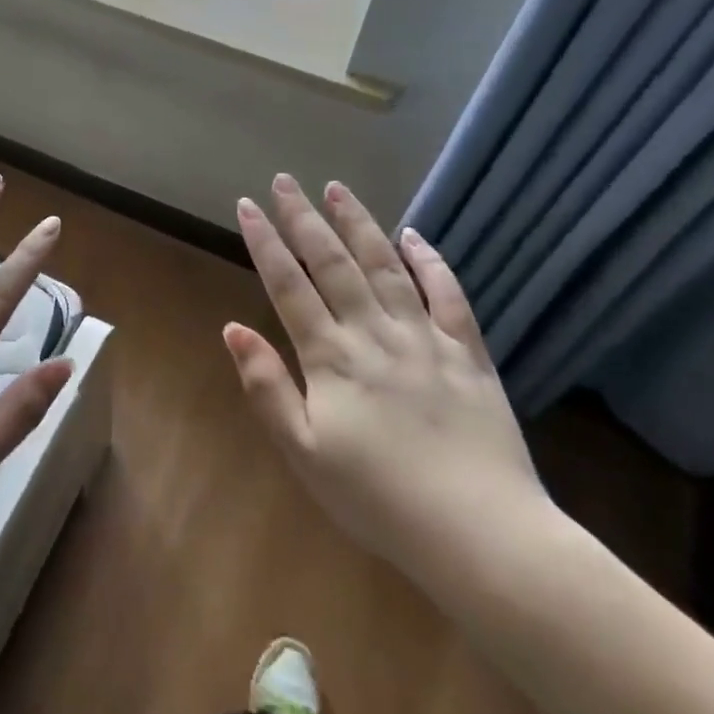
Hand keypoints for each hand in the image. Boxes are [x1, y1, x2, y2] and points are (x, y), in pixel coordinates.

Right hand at [225, 174, 553, 593]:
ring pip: (385, 266)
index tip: (247, 205)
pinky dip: (430, 261)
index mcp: (331, 357)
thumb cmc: (378, 500)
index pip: (289, 285)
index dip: (265, 243)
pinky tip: (414, 236)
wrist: (481, 534)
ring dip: (359, 224)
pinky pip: (448, 294)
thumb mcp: (303, 453)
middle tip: (284, 180)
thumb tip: (232, 330)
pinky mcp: (467, 352)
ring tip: (337, 188)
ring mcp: (425, 338)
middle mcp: (374, 333)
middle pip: (333, 263)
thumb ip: (267, 388)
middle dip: (304, 218)